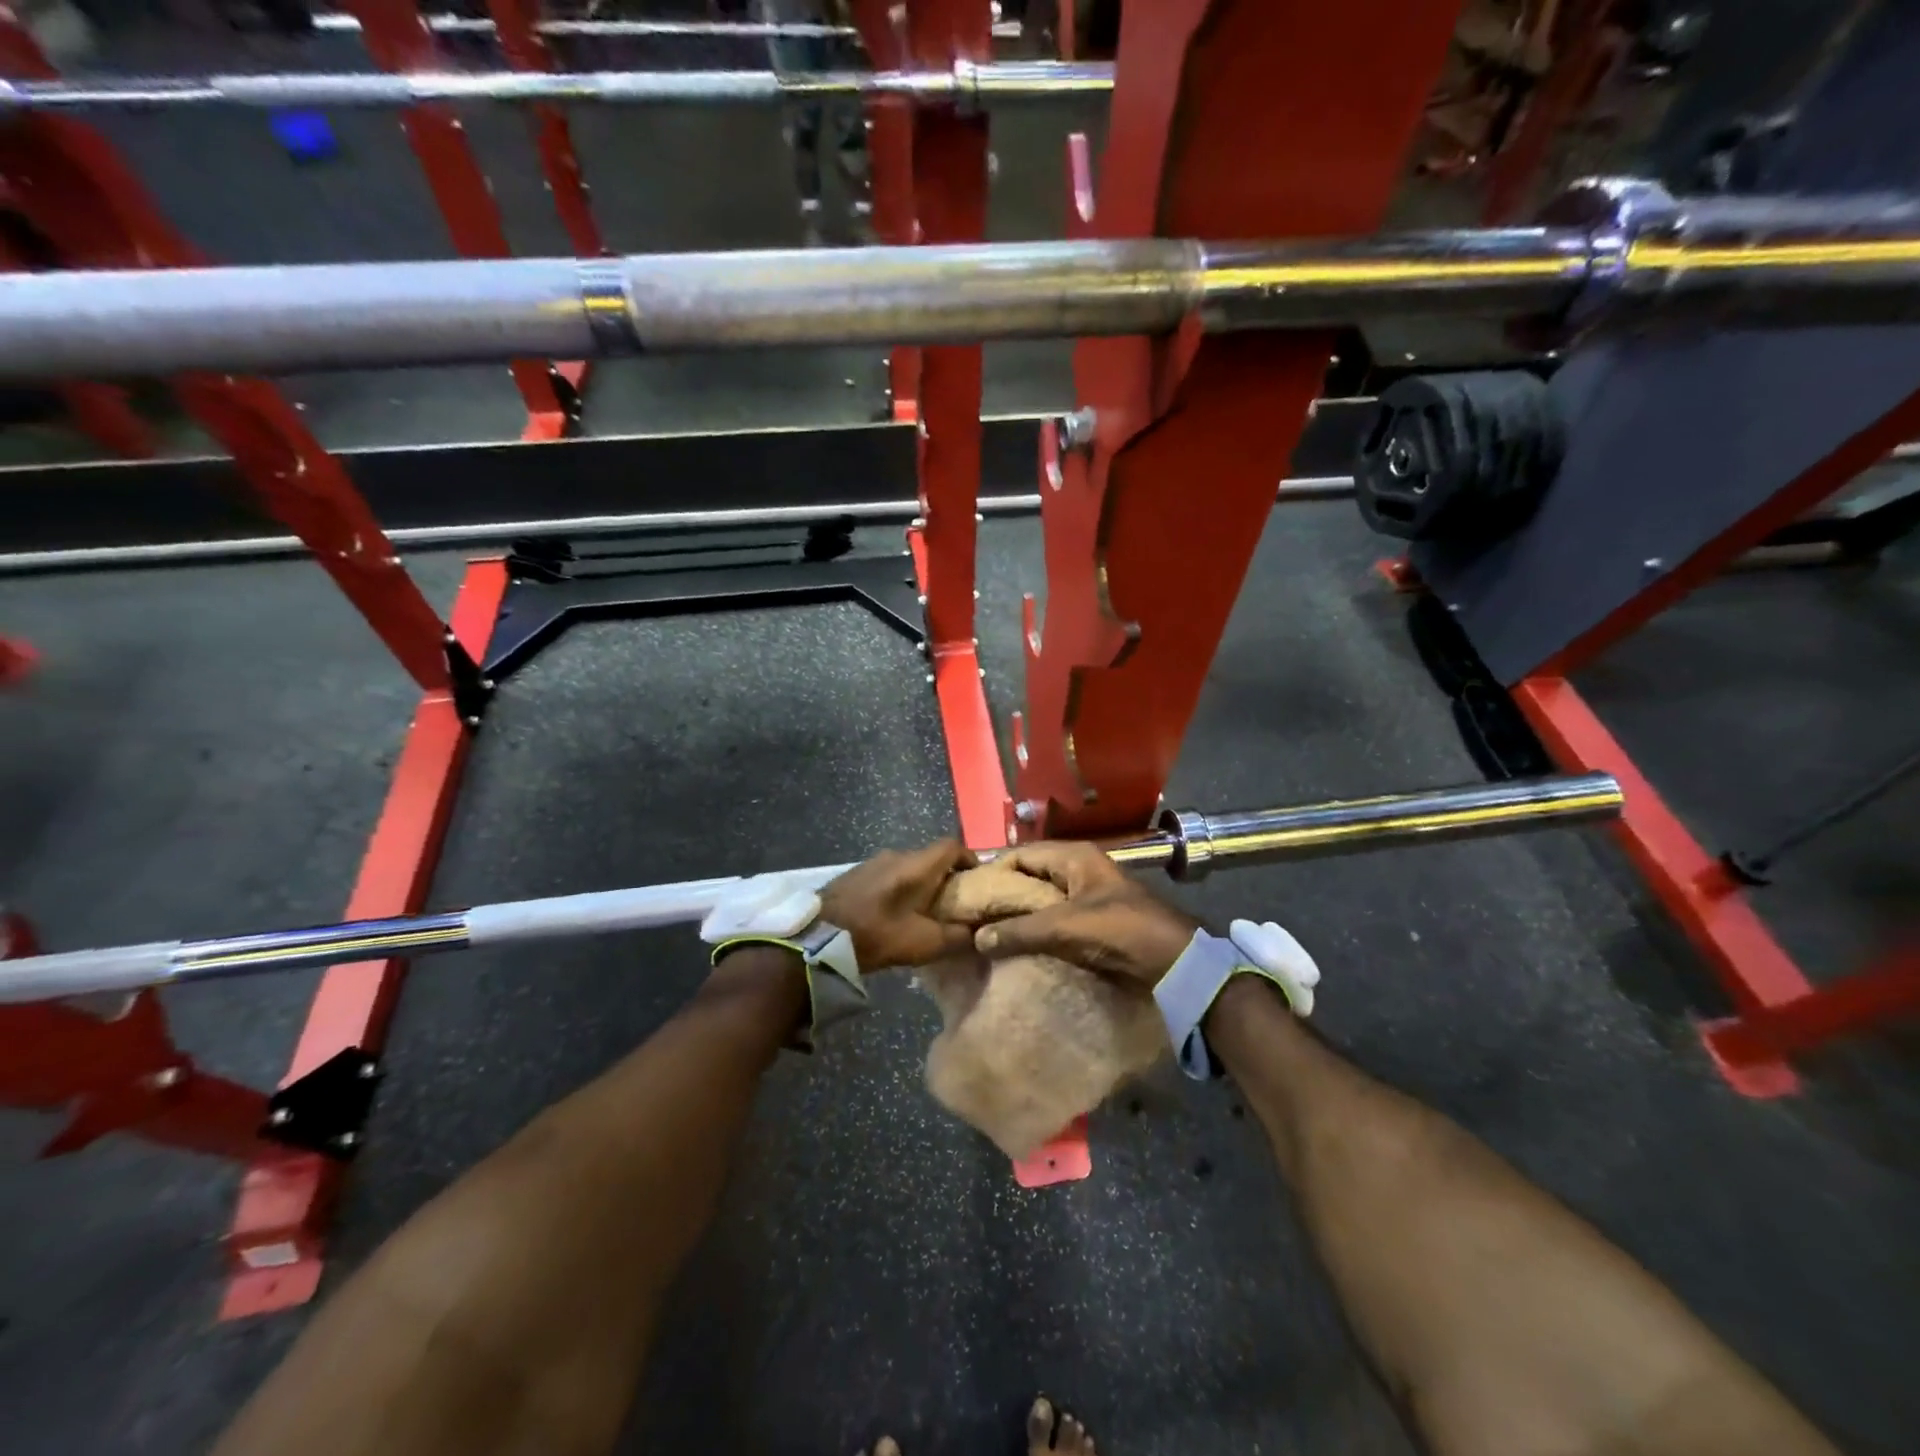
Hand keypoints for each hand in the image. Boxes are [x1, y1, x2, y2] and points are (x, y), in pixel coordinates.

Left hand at [819, 839, 977, 969]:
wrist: (818, 937)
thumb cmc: (876, 934)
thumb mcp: (924, 943)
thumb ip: (957, 937)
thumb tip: (979, 932)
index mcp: (917, 865)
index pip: (953, 846)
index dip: (970, 859)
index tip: (978, 881)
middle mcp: (896, 854)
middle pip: (931, 858)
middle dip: (946, 877)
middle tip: (954, 904)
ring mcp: (872, 862)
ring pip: (908, 867)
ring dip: (921, 884)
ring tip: (925, 911)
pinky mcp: (855, 874)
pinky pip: (888, 875)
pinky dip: (899, 888)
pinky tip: (895, 913)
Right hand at [971, 841, 1198, 989]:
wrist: (1175, 962)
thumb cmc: (1120, 930)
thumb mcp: (1066, 928)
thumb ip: (1019, 931)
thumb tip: (976, 938)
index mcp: (1074, 856)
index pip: (1021, 854)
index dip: (994, 870)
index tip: (967, 892)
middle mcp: (1079, 868)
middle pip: (1031, 875)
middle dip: (1004, 893)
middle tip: (973, 914)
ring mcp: (1088, 894)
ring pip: (1043, 898)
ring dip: (1021, 913)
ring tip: (989, 931)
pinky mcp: (1094, 919)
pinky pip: (1056, 917)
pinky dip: (1038, 927)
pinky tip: (1019, 943)